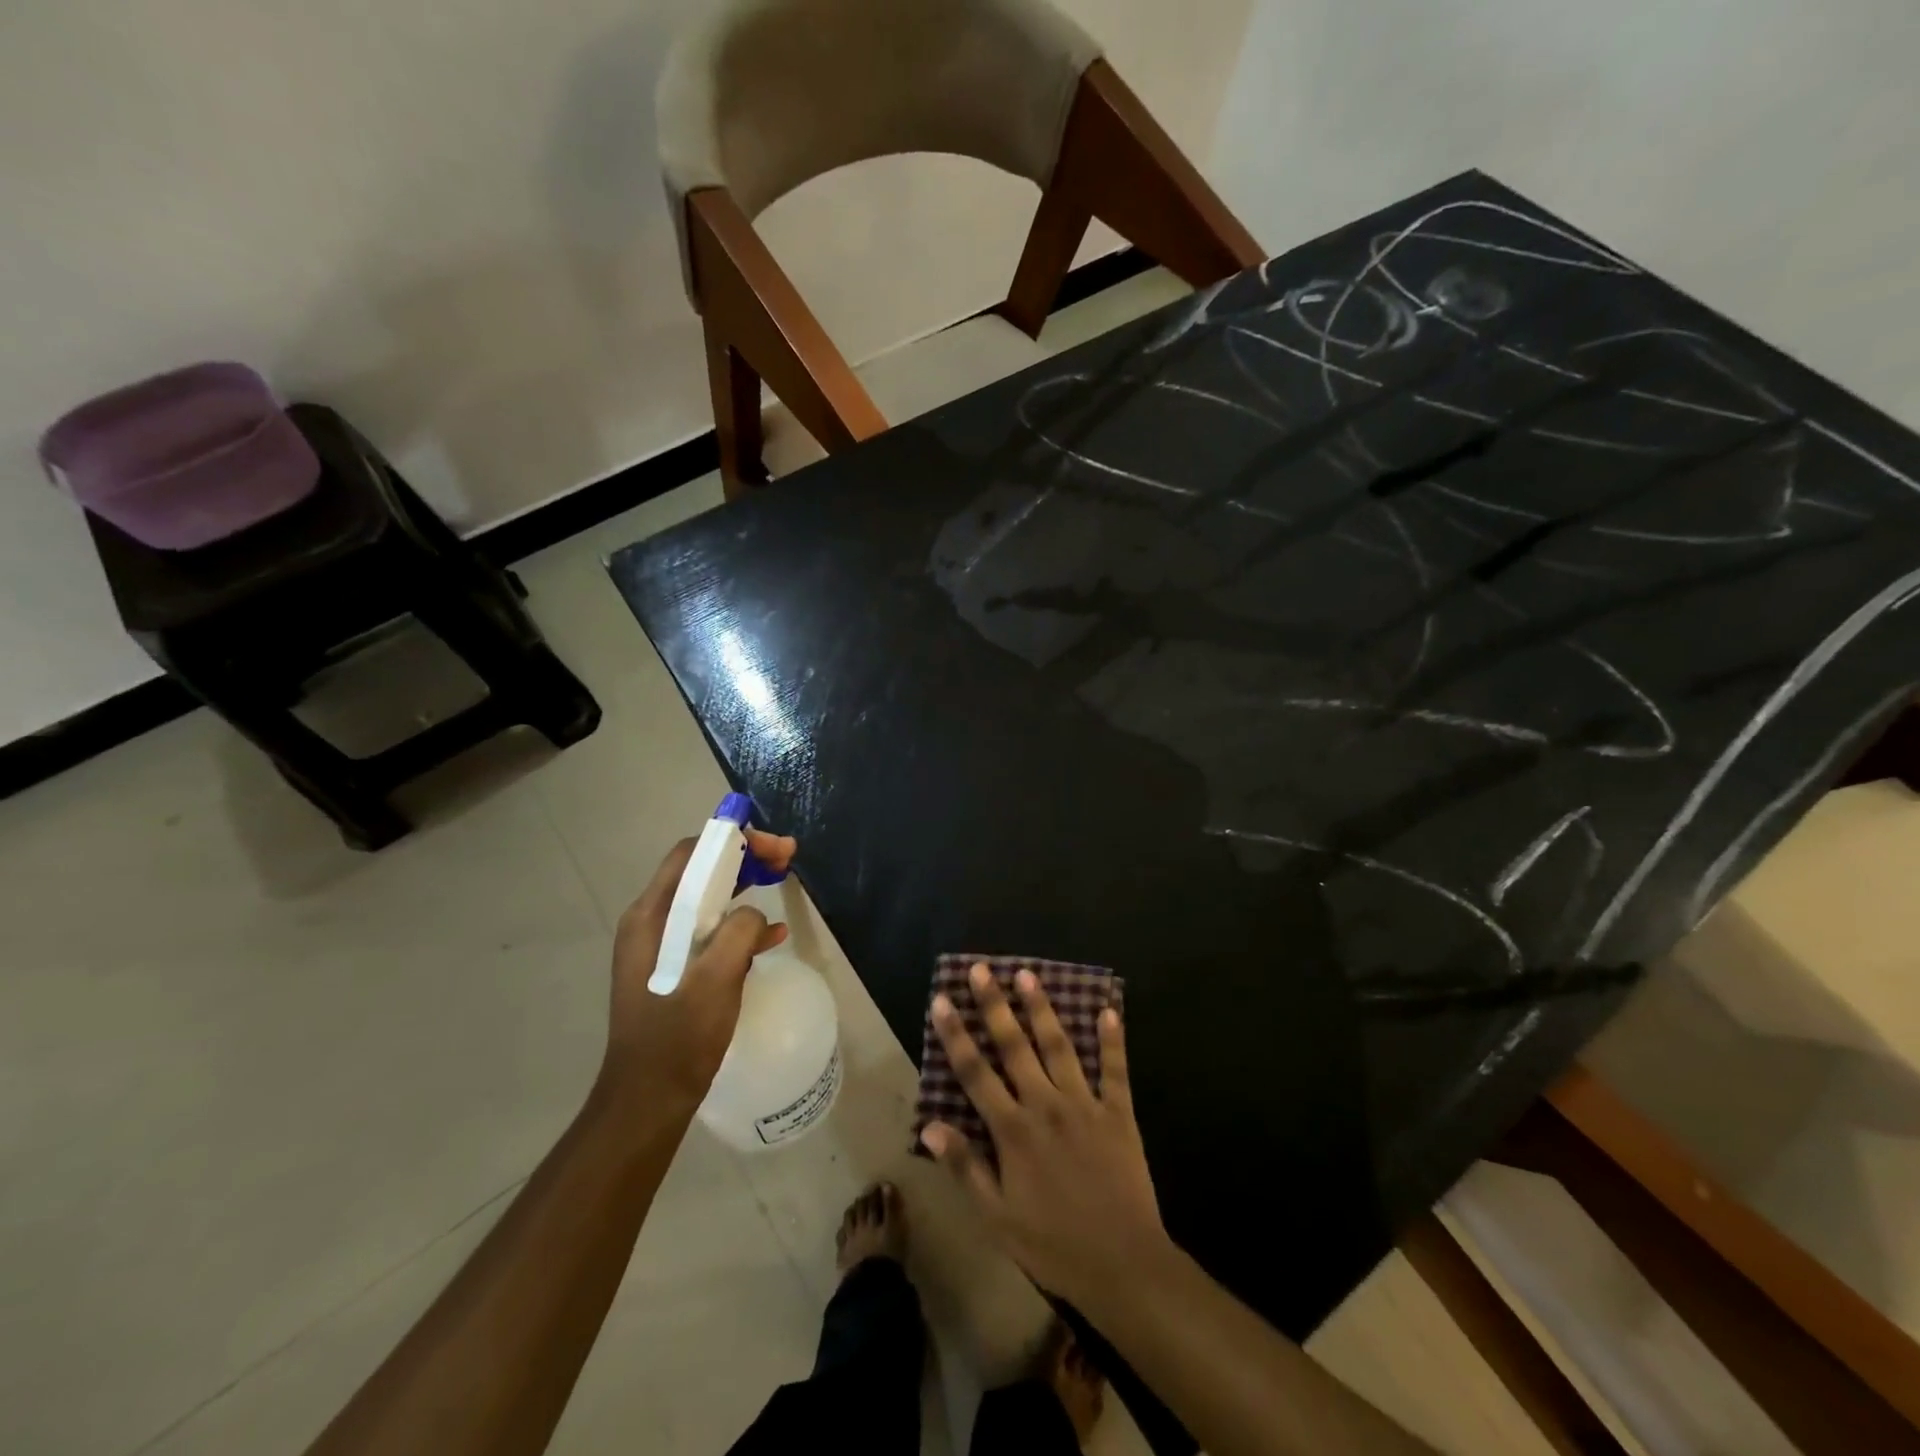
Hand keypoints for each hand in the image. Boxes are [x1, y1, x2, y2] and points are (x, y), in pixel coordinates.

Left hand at [599, 829, 797, 1110]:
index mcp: (651, 917)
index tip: (774, 846)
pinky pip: (710, 931)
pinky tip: (772, 936)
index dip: (733, 840)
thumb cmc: (678, 1038)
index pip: (691, 855)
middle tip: (786, 858)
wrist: (649, 1100)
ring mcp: (661, 947)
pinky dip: (740, 924)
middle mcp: (651, 923)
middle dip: (744, 858)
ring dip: (745, 887)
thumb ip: (738, 932)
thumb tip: (755, 916)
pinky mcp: (675, 969)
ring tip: (783, 881)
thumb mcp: (715, 980)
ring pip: (707, 900)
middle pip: (700, 872)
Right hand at [921, 963, 1168, 1311]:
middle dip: (994, 1005)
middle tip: (981, 969)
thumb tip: (931, 1126)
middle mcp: (1046, 1105)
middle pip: (1015, 1046)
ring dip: (1042, 1009)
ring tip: (1028, 975)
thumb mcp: (998, 1218)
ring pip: (1059, 1046)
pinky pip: (1115, 1069)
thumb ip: (966, 1167)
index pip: (976, 1072)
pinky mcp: (1119, 1113)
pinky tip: (1109, 1009)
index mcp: (1013, 1131)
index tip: (943, 1000)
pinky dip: (1112, 1039)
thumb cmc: (1053, 1245)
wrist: (1123, 1265)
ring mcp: (1085, 1104)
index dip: (956, 1035)